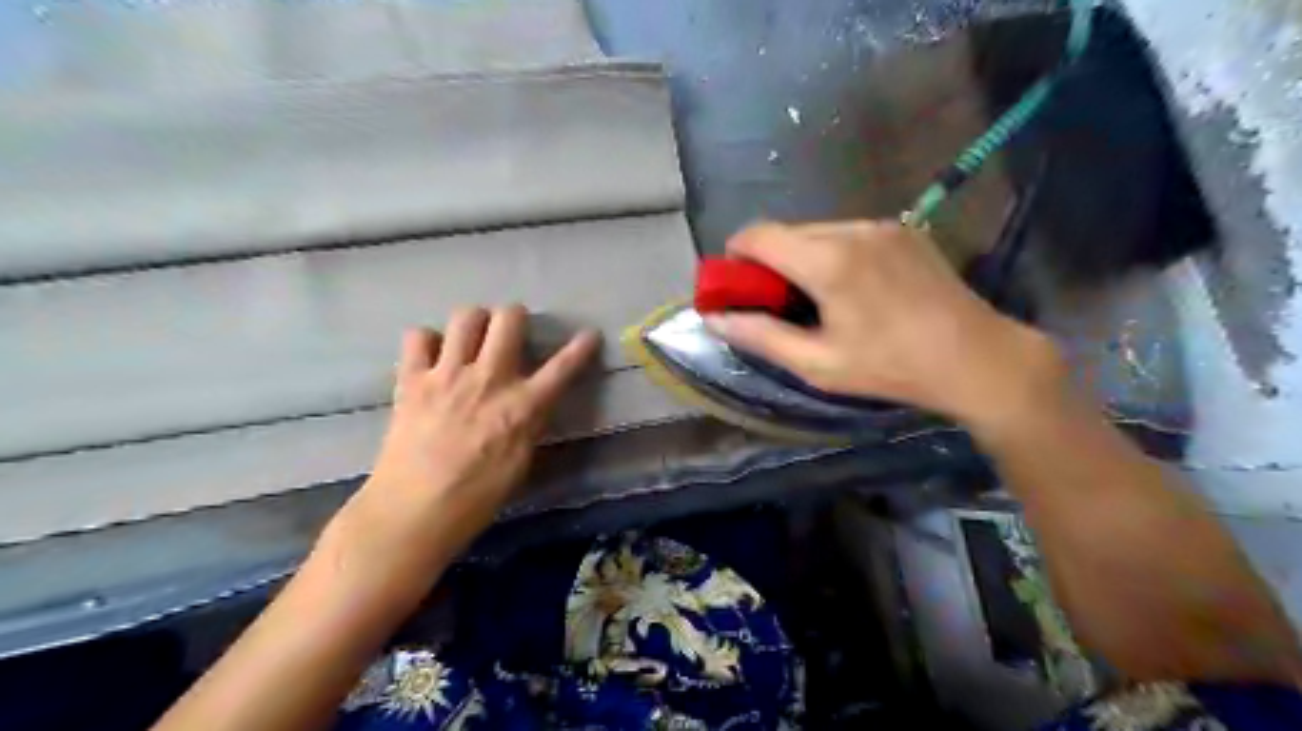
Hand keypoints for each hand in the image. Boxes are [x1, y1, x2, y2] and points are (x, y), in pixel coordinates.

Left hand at [332, 305, 603, 578]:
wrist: (413, 511)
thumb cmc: (476, 498)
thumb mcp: (520, 462)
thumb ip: (529, 424)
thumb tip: (531, 403)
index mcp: (522, 406)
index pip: (562, 368)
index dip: (581, 348)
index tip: (590, 334)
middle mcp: (489, 379)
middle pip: (508, 319)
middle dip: (515, 316)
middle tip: (511, 330)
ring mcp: (448, 375)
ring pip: (466, 316)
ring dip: (475, 322)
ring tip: (472, 337)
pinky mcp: (412, 379)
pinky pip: (418, 336)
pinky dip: (428, 340)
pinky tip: (432, 356)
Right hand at [708, 219, 1060, 428]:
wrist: (977, 357)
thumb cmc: (891, 367)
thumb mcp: (818, 364)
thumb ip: (760, 337)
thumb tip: (713, 320)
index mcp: (827, 260)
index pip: (757, 235)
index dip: (734, 257)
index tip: (734, 287)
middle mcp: (851, 229)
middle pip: (786, 232)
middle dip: (767, 261)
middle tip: (774, 302)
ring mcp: (882, 225)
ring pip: (817, 230)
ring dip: (800, 257)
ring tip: (815, 299)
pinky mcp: (904, 229)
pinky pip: (848, 233)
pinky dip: (831, 253)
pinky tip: (850, 288)